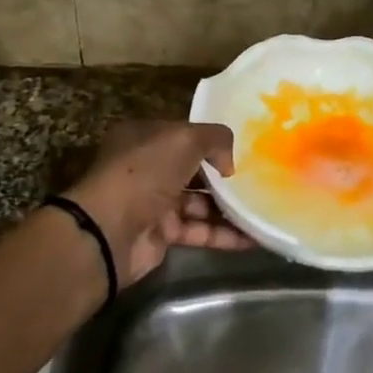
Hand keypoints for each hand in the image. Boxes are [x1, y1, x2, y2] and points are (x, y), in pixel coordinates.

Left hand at [64, 121, 253, 285]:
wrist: (108, 231)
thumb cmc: (144, 173)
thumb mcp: (184, 139)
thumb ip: (215, 139)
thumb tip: (228, 165)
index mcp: (145, 138)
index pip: (185, 134)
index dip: (212, 141)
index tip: (244, 148)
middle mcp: (148, 168)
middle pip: (195, 170)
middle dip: (225, 177)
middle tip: (260, 179)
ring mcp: (154, 203)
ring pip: (200, 203)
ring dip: (230, 208)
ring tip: (264, 209)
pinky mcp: (162, 235)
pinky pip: (200, 232)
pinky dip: (225, 235)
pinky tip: (255, 237)